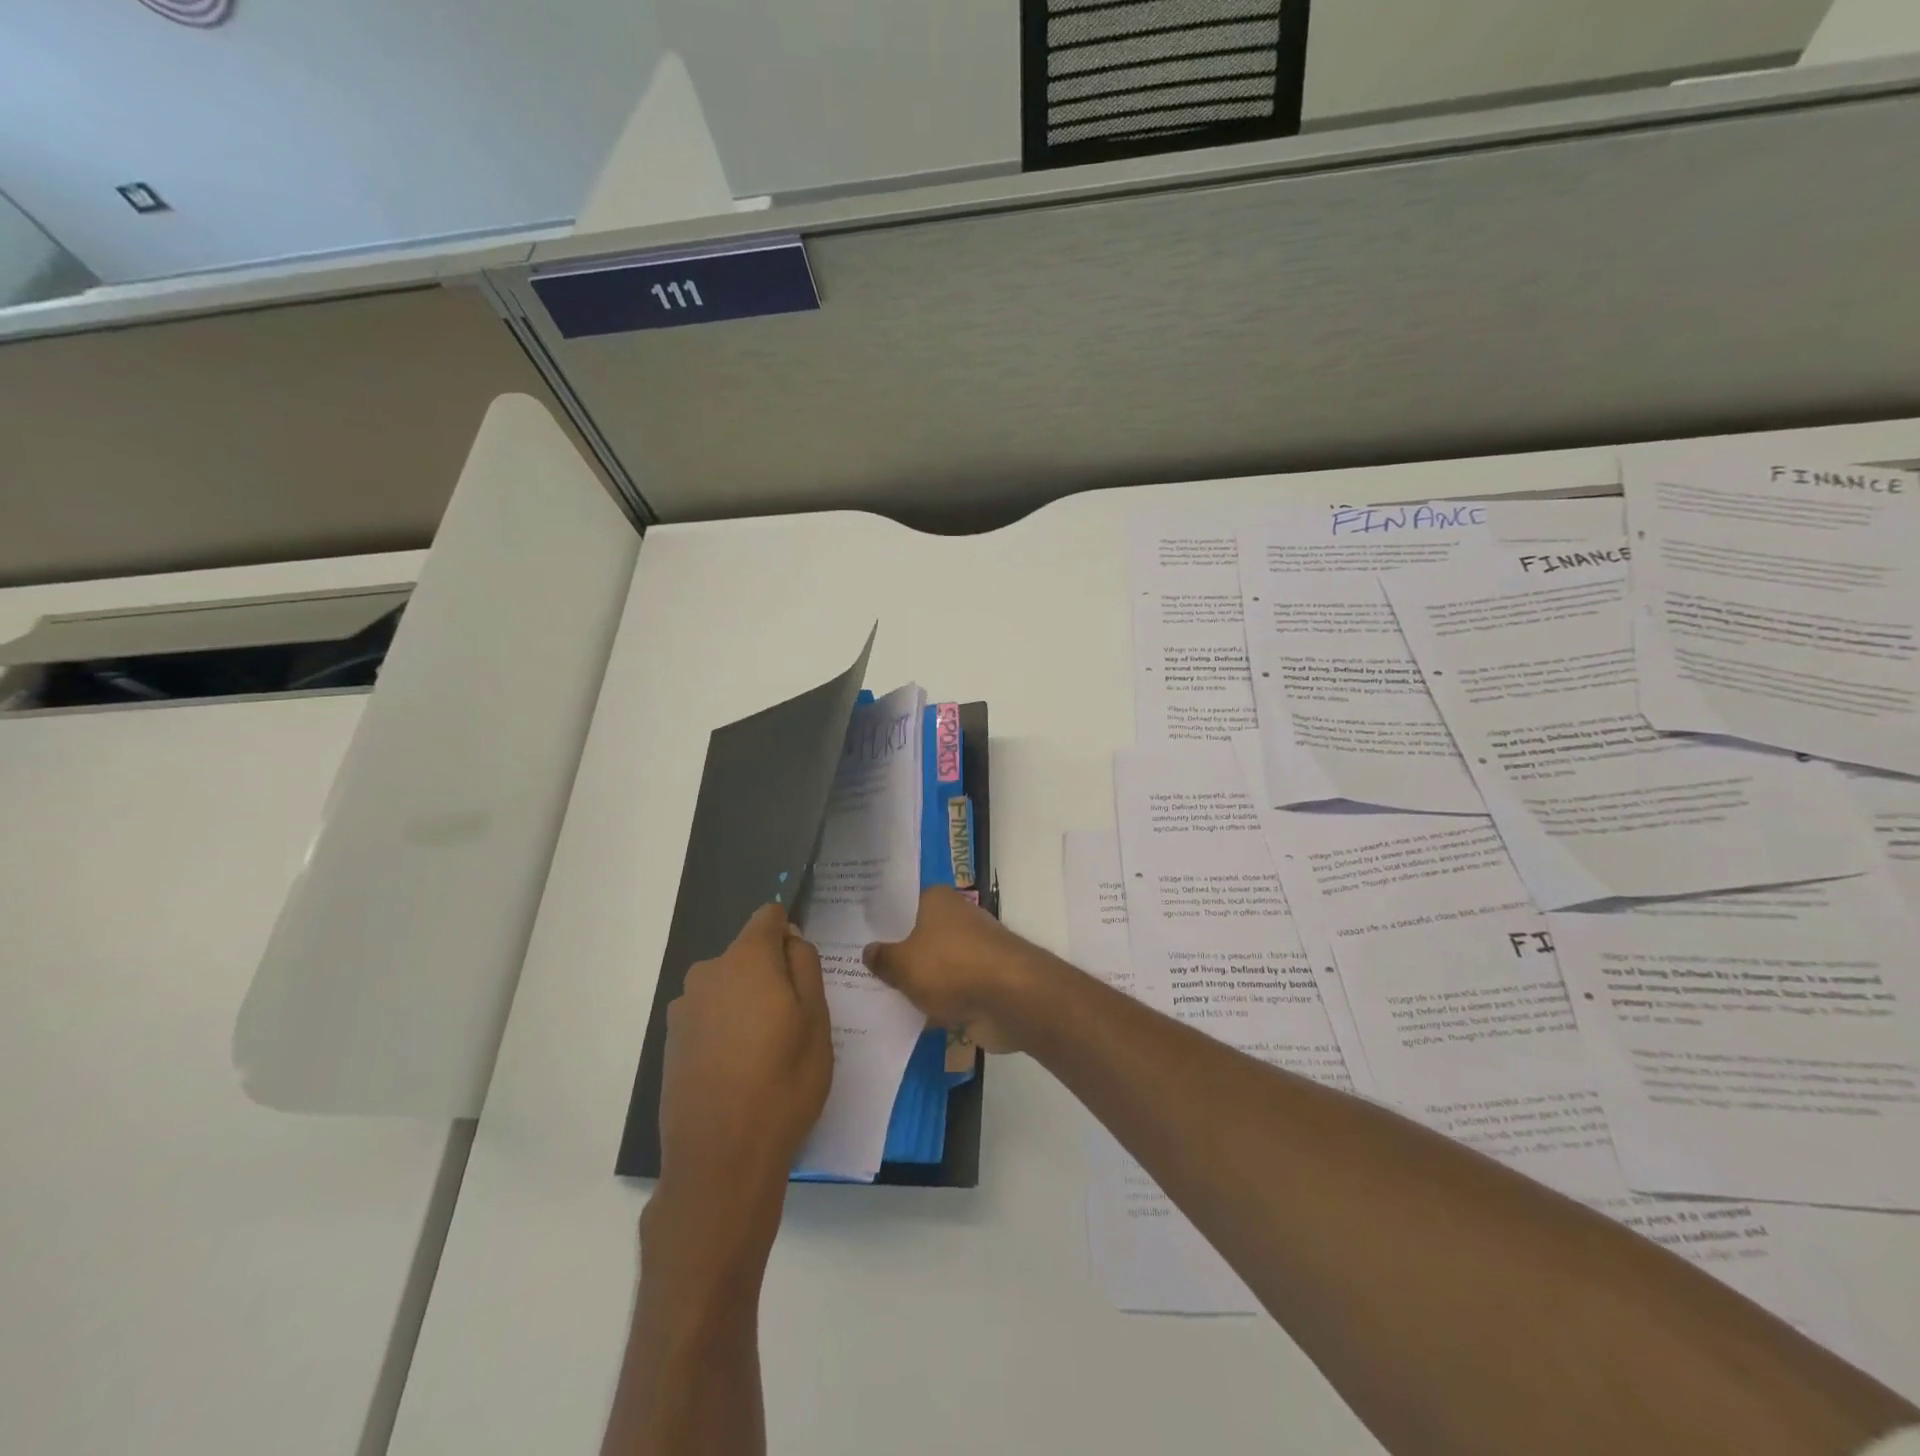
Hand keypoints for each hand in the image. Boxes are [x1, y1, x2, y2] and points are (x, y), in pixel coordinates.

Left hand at [656, 904, 832, 1213]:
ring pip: (728, 988)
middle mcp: (707, 974)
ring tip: (766, 1053)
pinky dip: (725, 1030)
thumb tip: (789, 938)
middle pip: (747, 955)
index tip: (803, 970)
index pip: (768, 917)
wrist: (720, 1161)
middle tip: (793, 1022)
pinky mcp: (671, 1044)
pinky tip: (739, 1072)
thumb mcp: (816, 1020)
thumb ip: (805, 965)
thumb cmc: (783, 1083)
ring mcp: (684, 1010)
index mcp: (746, 960)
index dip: (790, 934)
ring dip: (747, 1004)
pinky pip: (709, 1018)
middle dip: (770, 974)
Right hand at [862, 886, 1052, 1053]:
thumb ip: (883, 958)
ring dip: (914, 982)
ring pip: (932, 966)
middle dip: (894, 953)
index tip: (854, 932)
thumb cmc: (951, 967)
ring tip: (873, 996)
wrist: (1010, 999)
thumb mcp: (903, 964)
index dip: (880, 918)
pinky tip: (904, 1019)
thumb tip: (869, 950)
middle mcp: (956, 919)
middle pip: (917, 935)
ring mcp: (971, 952)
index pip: (902, 903)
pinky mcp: (981, 983)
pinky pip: (947, 992)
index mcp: (938, 900)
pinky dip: (933, 1005)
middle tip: (855, 967)